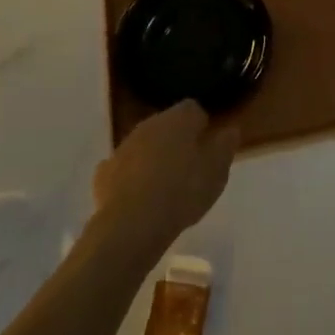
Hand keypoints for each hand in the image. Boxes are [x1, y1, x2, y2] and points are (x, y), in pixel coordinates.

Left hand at [93, 101, 239, 252]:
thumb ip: (225, 146)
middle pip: (167, 125)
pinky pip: (122, 168)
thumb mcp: (217, 171)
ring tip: (165, 186)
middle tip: (189, 167)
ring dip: (153, 157)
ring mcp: (123, 147)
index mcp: (178, 119)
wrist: (132, 225)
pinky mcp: (104, 173)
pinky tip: (138, 196)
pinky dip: (130, 177)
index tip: (208, 146)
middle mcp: (149, 124)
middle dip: (177, 140)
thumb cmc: (183, 192)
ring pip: (144, 145)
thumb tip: (230, 129)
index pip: (193, 109)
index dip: (202, 126)